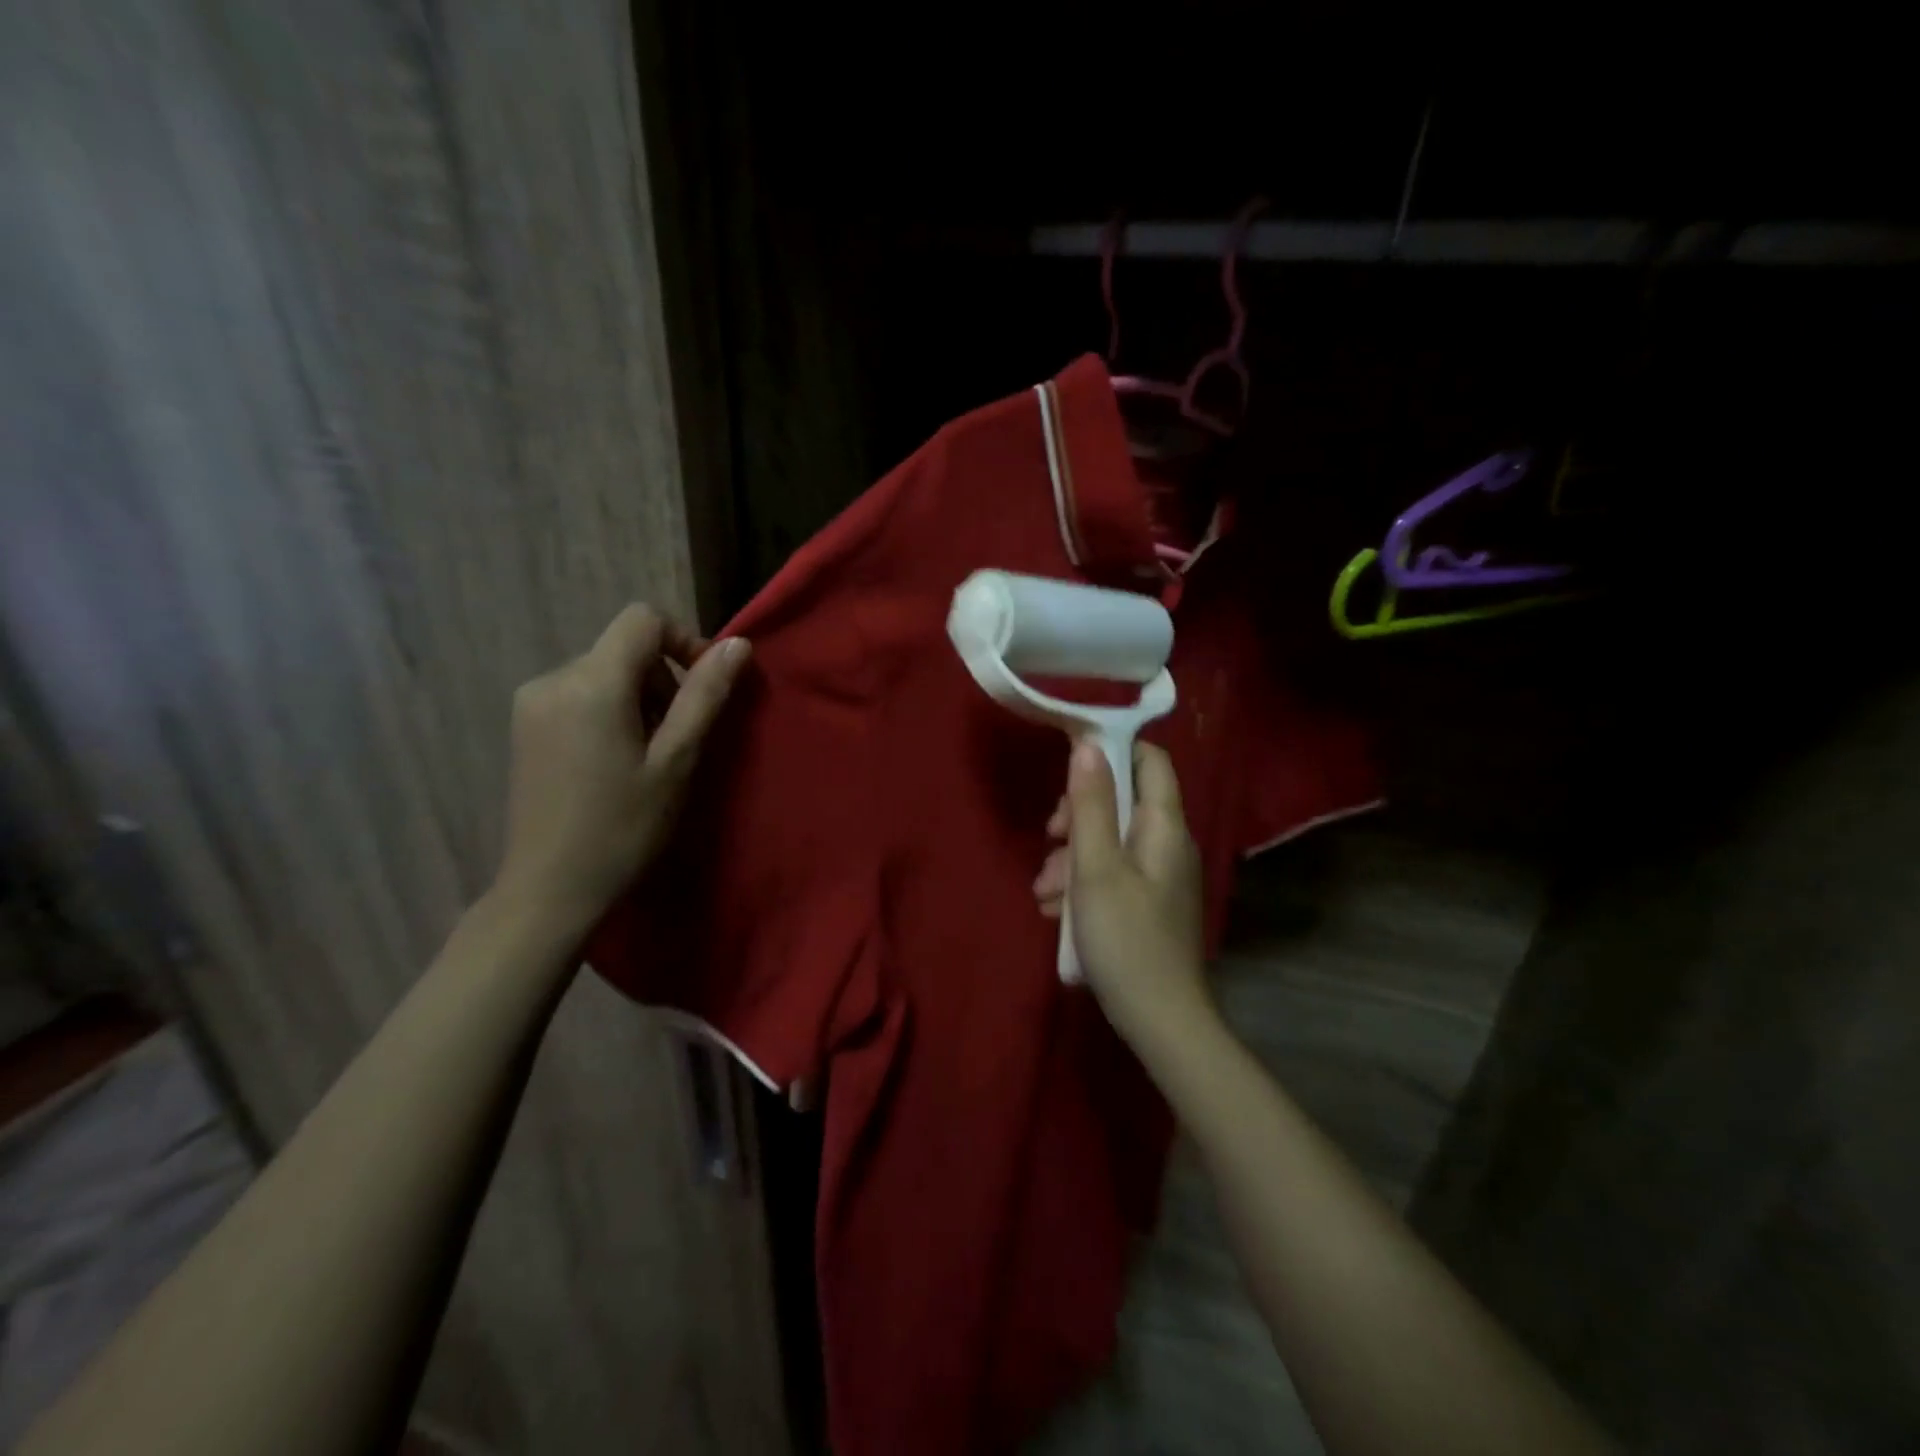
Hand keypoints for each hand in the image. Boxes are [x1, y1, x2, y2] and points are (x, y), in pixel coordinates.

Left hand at [496, 604, 750, 935]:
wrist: (550, 889)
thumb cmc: (623, 827)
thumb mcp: (676, 760)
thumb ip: (705, 696)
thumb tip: (738, 645)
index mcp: (591, 683)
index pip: (643, 620)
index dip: (684, 641)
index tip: (704, 690)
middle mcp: (553, 678)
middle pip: (625, 648)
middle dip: (663, 680)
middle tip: (678, 739)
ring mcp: (532, 702)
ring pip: (604, 671)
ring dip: (639, 698)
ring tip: (649, 756)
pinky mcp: (525, 725)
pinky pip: (580, 693)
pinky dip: (611, 710)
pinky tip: (616, 761)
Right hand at [1033, 740, 1211, 1046]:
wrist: (1160, 1021)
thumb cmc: (1126, 939)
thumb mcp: (1096, 868)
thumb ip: (1092, 805)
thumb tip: (1088, 745)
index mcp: (1164, 827)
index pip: (1150, 760)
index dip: (1111, 750)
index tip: (1069, 764)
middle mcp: (1167, 844)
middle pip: (1122, 801)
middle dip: (1078, 815)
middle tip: (1051, 837)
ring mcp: (1159, 876)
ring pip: (1109, 841)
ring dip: (1071, 856)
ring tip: (1044, 893)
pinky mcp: (1147, 902)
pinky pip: (1112, 873)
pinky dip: (1083, 882)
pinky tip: (1058, 911)